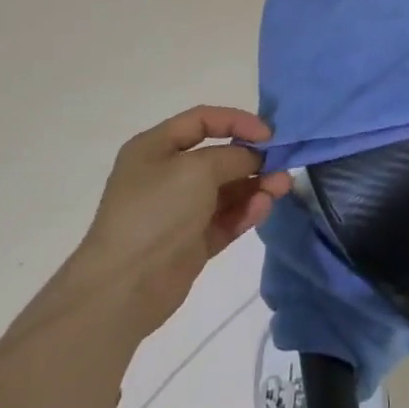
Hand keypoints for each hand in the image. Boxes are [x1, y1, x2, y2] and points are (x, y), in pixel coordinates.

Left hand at [83, 106, 288, 336]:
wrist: (125, 287)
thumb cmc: (156, 212)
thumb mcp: (197, 170)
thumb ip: (233, 156)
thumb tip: (255, 156)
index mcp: (154, 148)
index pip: (202, 121)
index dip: (237, 121)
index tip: (269, 134)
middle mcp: (166, 175)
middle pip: (218, 156)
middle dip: (252, 158)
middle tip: (283, 163)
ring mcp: (180, 210)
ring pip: (226, 189)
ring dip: (256, 185)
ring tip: (282, 186)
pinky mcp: (192, 241)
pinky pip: (225, 218)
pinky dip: (246, 211)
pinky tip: (264, 207)